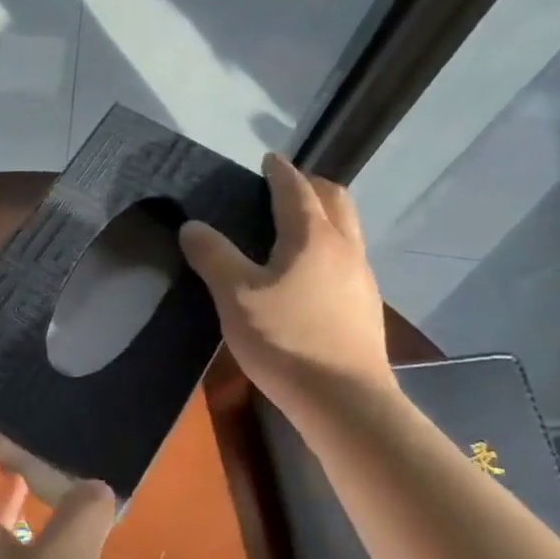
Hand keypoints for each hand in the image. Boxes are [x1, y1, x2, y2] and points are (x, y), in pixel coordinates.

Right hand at [179, 152, 395, 404]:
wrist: (343, 399)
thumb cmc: (284, 339)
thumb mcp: (235, 296)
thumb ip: (213, 256)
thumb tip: (192, 226)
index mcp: (312, 236)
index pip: (296, 188)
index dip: (280, 170)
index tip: (268, 158)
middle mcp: (344, 247)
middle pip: (336, 199)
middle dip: (312, 185)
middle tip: (284, 187)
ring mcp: (362, 277)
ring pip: (347, 228)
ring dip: (325, 215)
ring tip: (296, 226)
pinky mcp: (366, 305)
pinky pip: (349, 257)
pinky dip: (330, 245)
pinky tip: (311, 273)